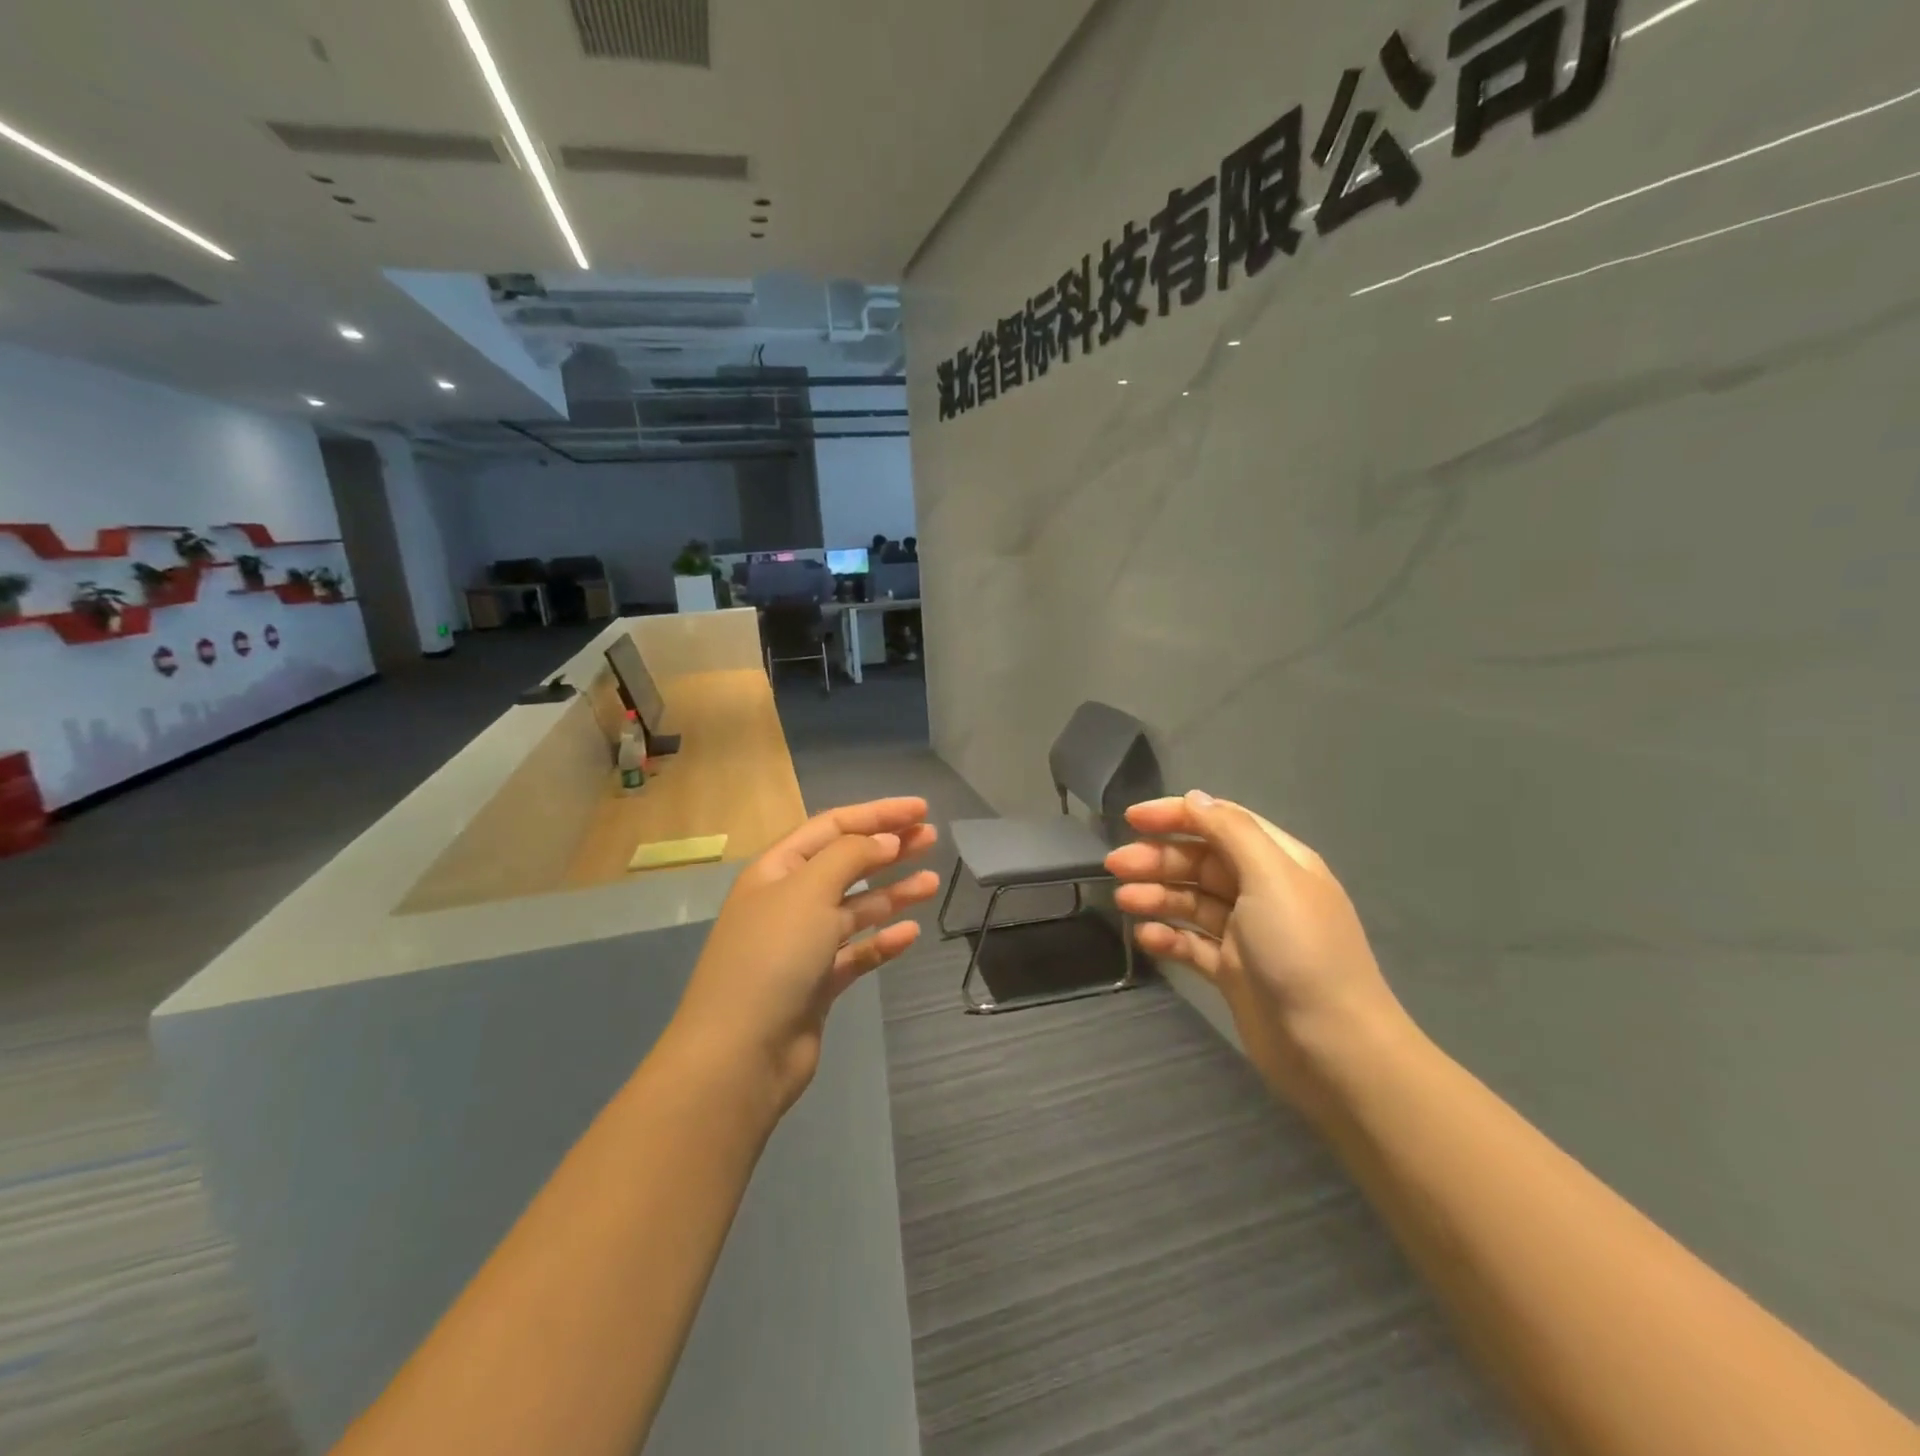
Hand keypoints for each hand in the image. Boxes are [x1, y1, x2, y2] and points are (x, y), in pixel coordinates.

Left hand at [672, 798, 940, 1111]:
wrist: (740, 1054)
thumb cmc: (772, 956)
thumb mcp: (809, 890)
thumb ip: (851, 856)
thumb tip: (884, 840)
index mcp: (777, 869)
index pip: (832, 827)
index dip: (877, 814)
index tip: (920, 809)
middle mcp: (789, 901)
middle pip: (846, 863)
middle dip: (888, 848)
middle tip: (931, 837)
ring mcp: (803, 944)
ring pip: (856, 908)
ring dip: (893, 893)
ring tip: (932, 881)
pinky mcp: (817, 983)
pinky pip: (857, 953)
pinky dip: (882, 941)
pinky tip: (911, 934)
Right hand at [1105, 790, 1408, 1115]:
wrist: (1332, 1047)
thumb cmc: (1301, 950)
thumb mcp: (1271, 876)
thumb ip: (1230, 831)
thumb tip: (1195, 797)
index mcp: (1277, 861)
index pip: (1220, 822)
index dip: (1175, 815)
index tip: (1131, 820)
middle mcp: (1261, 891)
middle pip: (1199, 862)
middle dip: (1157, 859)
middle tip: (1115, 866)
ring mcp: (1246, 933)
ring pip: (1191, 901)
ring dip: (1156, 895)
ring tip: (1123, 901)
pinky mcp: (1232, 971)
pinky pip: (1191, 943)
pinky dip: (1167, 936)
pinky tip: (1144, 936)